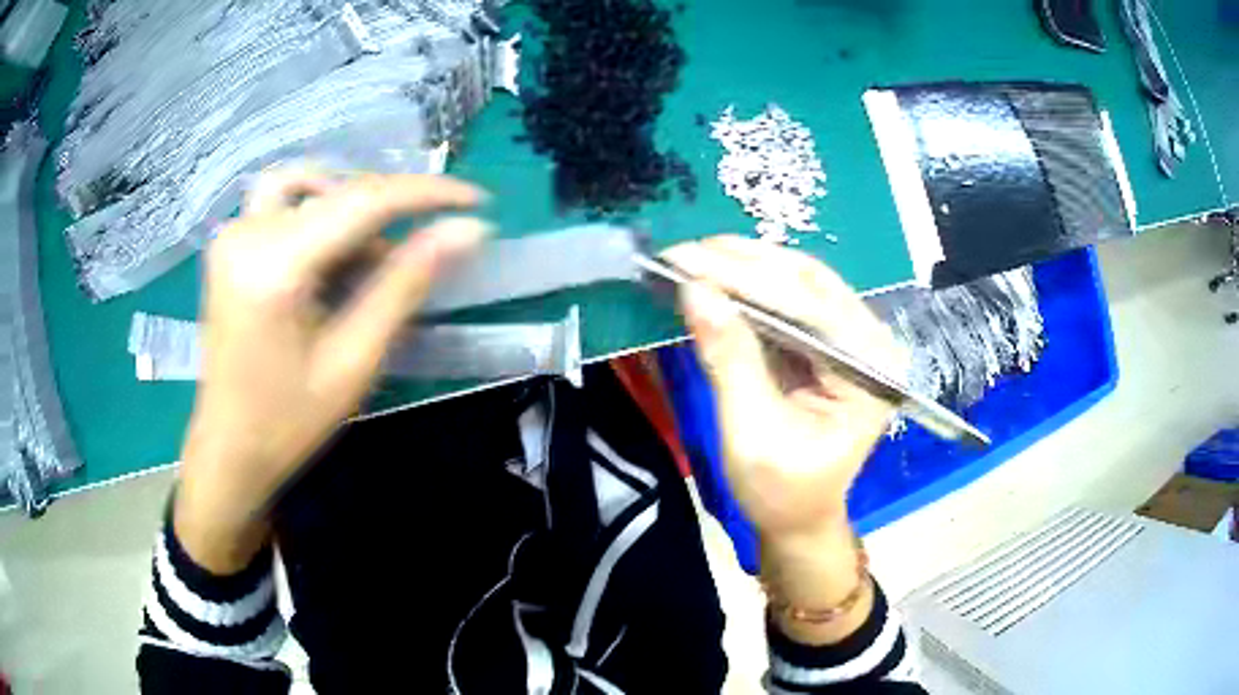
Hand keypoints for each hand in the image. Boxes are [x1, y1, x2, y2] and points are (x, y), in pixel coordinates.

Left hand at [176, 170, 488, 572]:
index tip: (476, 200)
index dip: (426, 193)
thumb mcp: (354, 360)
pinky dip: (319, 216)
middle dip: (386, 217)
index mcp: (274, 267)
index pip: (363, 200)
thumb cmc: (289, 421)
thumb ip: (406, 285)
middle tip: (412, 263)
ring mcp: (232, 234)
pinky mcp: (230, 242)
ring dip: (349, 211)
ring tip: (364, 264)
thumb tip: (466, 232)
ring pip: (310, 186)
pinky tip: (327, 260)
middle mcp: (246, 234)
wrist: (228, 449)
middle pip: (338, 191)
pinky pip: (284, 201)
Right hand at [663, 236, 903, 644]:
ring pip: (799, 283)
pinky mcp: (827, 343)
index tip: (689, 259)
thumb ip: (730, 360)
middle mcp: (870, 344)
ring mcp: (850, 339)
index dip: (749, 279)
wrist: (798, 517)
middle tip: (686, 251)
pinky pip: (789, 301)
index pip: (812, 308)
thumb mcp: (751, 434)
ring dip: (746, 267)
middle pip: (810, 284)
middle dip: (745, 263)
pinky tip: (715, 277)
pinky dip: (750, 287)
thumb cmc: (781, 492)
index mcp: (870, 371)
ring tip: (694, 256)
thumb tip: (696, 291)